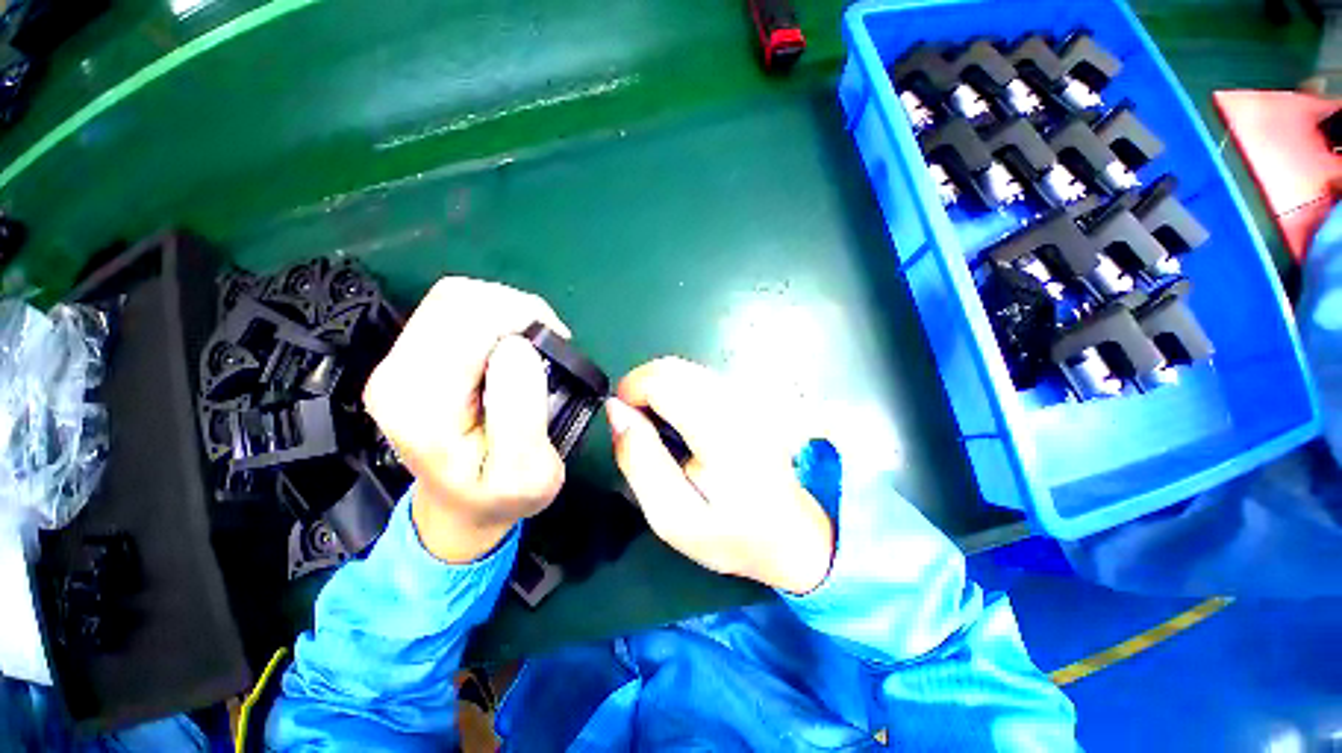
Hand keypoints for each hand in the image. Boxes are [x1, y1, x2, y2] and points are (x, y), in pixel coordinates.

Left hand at [363, 278, 567, 562]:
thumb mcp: (526, 471)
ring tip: (534, 342)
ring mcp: (398, 363)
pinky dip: (493, 316)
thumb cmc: (499, 496)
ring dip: (505, 309)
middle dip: (515, 307)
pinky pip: (454, 313)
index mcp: (423, 402)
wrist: (462, 509)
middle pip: (456, 298)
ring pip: (454, 298)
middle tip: (549, 341)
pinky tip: (513, 343)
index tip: (557, 342)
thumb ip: (520, 412)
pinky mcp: (412, 359)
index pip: (468, 318)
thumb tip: (517, 347)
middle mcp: (397, 373)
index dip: (521, 315)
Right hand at [607, 358, 833, 593]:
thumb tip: (616, 411)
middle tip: (639, 428)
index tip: (623, 421)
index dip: (629, 392)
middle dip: (642, 388)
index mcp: (719, 430)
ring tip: (662, 430)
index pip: (661, 381)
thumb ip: (640, 461)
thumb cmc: (733, 532)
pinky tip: (686, 424)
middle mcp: (736, 400)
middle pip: (671, 367)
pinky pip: (702, 377)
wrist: (795, 532)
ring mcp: (748, 394)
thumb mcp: (673, 516)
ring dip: (661, 389)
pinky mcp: (751, 396)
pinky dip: (680, 391)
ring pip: (686, 369)